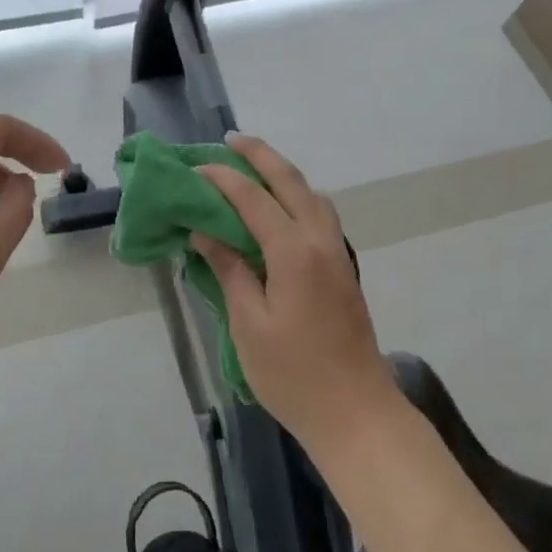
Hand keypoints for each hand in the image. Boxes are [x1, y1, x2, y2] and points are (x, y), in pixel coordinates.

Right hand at [194, 135, 404, 454]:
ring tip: (255, 170)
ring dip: (285, 175)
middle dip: (262, 156)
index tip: (196, 169)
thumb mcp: (249, 323)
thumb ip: (229, 270)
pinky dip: (298, 198)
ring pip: (313, 196)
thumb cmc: (293, 374)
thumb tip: (205, 231)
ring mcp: (338, 255)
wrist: (356, 412)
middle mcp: (321, 241)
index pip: (253, 199)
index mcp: (294, 252)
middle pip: (292, 182)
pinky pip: (321, 217)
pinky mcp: (344, 271)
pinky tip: (280, 211)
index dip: (223, 179)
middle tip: (232, 140)